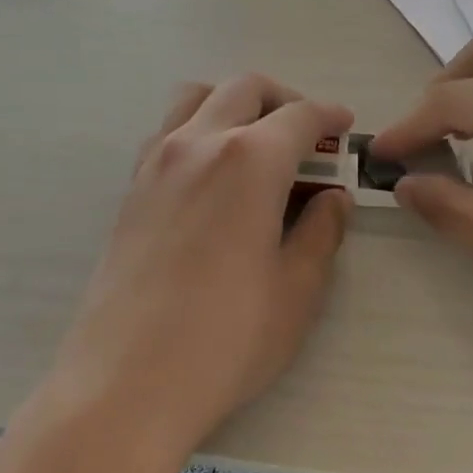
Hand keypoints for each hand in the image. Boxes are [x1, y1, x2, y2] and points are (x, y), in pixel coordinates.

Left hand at [47, 75, 353, 466]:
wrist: (127, 383)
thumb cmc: (227, 339)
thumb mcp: (297, 290)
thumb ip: (321, 232)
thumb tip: (332, 199)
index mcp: (249, 161)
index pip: (299, 116)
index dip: (329, 116)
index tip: (345, 128)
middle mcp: (198, 144)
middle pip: (244, 89)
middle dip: (284, 101)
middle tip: (307, 138)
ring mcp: (155, 164)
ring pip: (196, 98)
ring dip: (234, 105)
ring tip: (256, 147)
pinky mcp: (130, 191)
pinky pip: (167, 133)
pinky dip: (198, 131)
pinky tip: (213, 178)